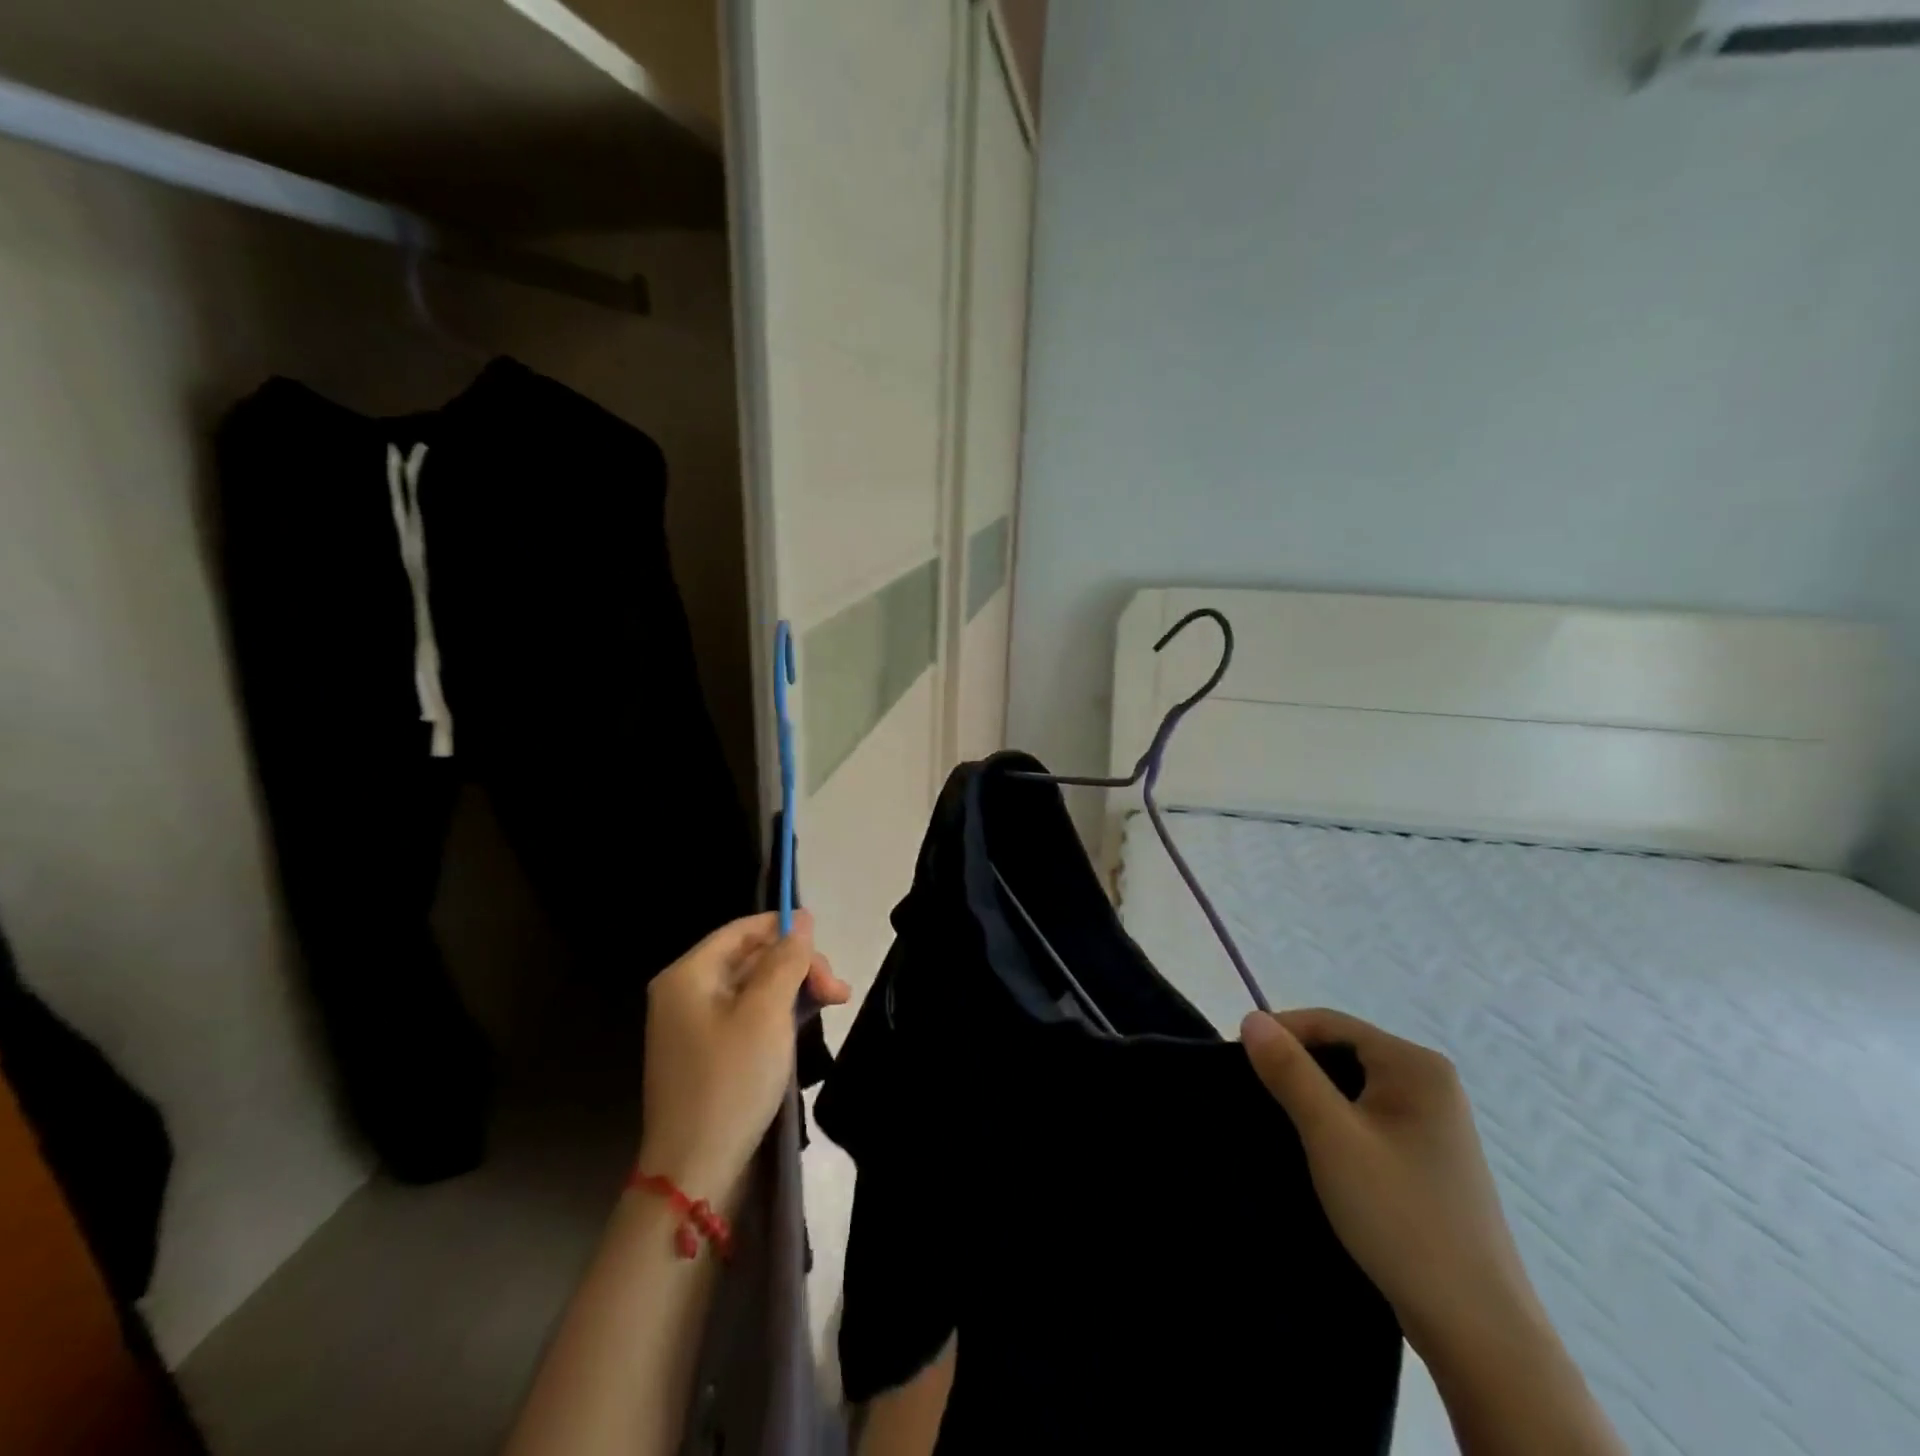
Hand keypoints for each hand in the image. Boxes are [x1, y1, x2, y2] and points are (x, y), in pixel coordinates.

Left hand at [638, 911, 849, 1204]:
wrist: (695, 1172)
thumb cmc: (730, 1081)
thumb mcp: (766, 1012)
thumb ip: (786, 960)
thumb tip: (802, 919)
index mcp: (688, 975)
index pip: (742, 930)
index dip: (786, 930)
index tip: (825, 947)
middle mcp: (687, 993)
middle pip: (752, 958)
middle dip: (798, 966)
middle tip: (837, 990)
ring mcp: (696, 1026)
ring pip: (756, 988)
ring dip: (796, 990)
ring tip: (835, 1002)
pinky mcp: (710, 1054)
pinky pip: (749, 1016)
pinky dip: (780, 1014)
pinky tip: (809, 1022)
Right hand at [1240, 1008, 1540, 1358]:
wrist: (1478, 1331)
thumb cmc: (1400, 1217)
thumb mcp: (1331, 1136)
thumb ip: (1289, 1071)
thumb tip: (1252, 1018)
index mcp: (1416, 1065)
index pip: (1330, 1023)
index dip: (1280, 1034)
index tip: (1239, 1062)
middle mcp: (1432, 1082)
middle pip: (1344, 1050)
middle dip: (1298, 1067)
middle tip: (1258, 1098)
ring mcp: (1436, 1122)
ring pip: (1355, 1086)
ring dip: (1316, 1098)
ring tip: (1283, 1125)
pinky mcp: (1431, 1157)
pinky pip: (1370, 1117)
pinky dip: (1339, 1124)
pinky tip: (1321, 1154)